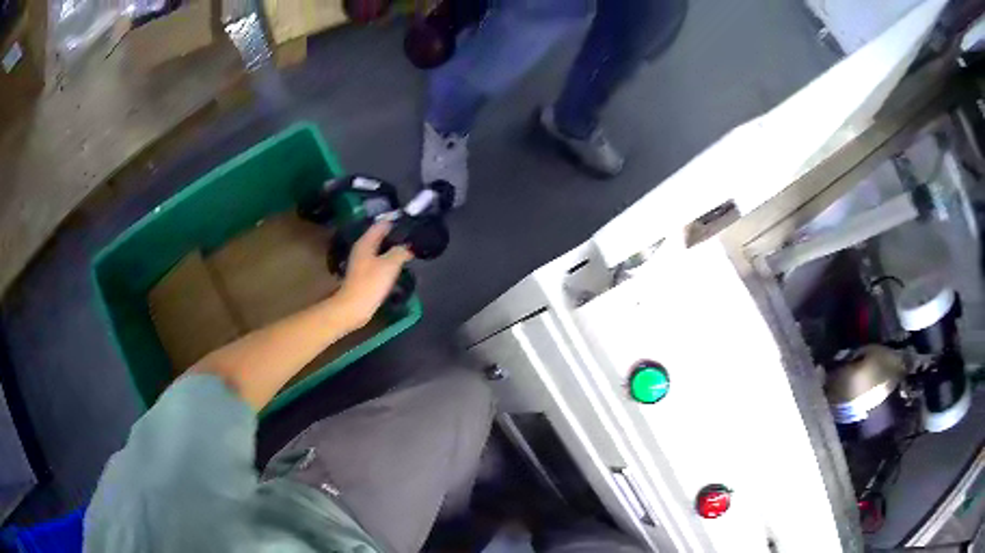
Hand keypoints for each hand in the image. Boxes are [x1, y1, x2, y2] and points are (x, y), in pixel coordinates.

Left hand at [335, 221, 412, 328]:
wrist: (354, 307)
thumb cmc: (370, 283)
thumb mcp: (390, 264)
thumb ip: (400, 251)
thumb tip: (409, 246)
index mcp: (366, 242)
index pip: (382, 224)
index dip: (396, 222)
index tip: (411, 223)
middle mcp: (363, 248)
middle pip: (381, 236)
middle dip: (396, 236)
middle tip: (414, 236)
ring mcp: (363, 261)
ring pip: (381, 249)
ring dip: (393, 248)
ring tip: (410, 249)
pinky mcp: (365, 273)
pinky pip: (380, 261)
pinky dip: (389, 260)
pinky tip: (399, 264)